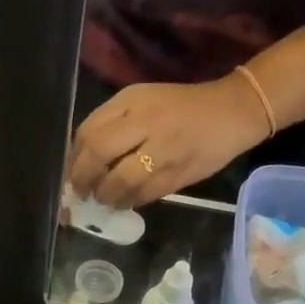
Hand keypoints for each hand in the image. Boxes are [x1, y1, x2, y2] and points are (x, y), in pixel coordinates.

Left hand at [68, 75, 270, 208]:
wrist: (233, 113)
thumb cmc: (183, 107)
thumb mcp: (144, 101)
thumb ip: (114, 123)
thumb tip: (83, 159)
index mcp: (132, 101)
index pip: (89, 132)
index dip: (74, 158)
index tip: (71, 173)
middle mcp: (144, 122)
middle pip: (98, 154)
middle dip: (83, 179)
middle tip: (81, 192)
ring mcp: (162, 150)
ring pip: (119, 180)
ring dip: (105, 195)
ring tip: (104, 199)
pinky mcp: (177, 174)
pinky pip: (143, 194)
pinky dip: (128, 202)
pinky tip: (124, 202)